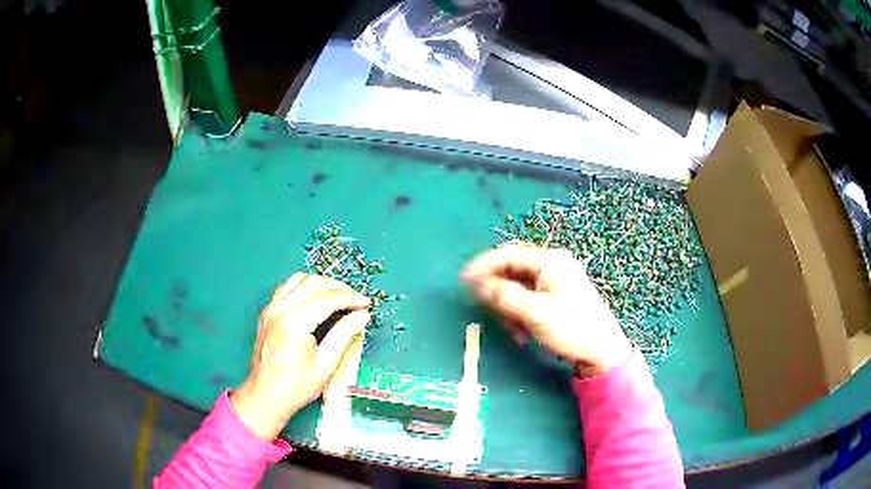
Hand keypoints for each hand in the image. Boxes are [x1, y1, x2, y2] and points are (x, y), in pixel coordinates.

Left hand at [232, 274, 370, 440]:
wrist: (266, 395)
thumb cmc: (297, 386)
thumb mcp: (326, 365)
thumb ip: (344, 335)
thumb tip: (362, 316)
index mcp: (294, 323)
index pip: (327, 299)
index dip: (350, 298)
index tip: (366, 303)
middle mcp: (280, 309)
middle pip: (313, 284)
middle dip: (338, 287)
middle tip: (356, 298)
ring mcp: (270, 309)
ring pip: (298, 279)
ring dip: (321, 283)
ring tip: (339, 294)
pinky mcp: (267, 312)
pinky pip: (286, 287)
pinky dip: (304, 286)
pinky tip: (314, 297)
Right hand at [462, 244, 631, 376]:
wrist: (602, 351)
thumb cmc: (571, 328)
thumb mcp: (534, 313)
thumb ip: (504, 296)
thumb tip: (477, 284)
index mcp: (550, 261)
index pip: (508, 255)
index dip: (483, 266)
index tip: (463, 282)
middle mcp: (553, 266)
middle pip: (513, 271)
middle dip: (498, 293)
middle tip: (486, 311)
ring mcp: (556, 282)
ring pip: (519, 288)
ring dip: (509, 308)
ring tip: (512, 329)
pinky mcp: (557, 298)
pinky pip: (529, 300)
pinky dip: (520, 314)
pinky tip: (521, 332)